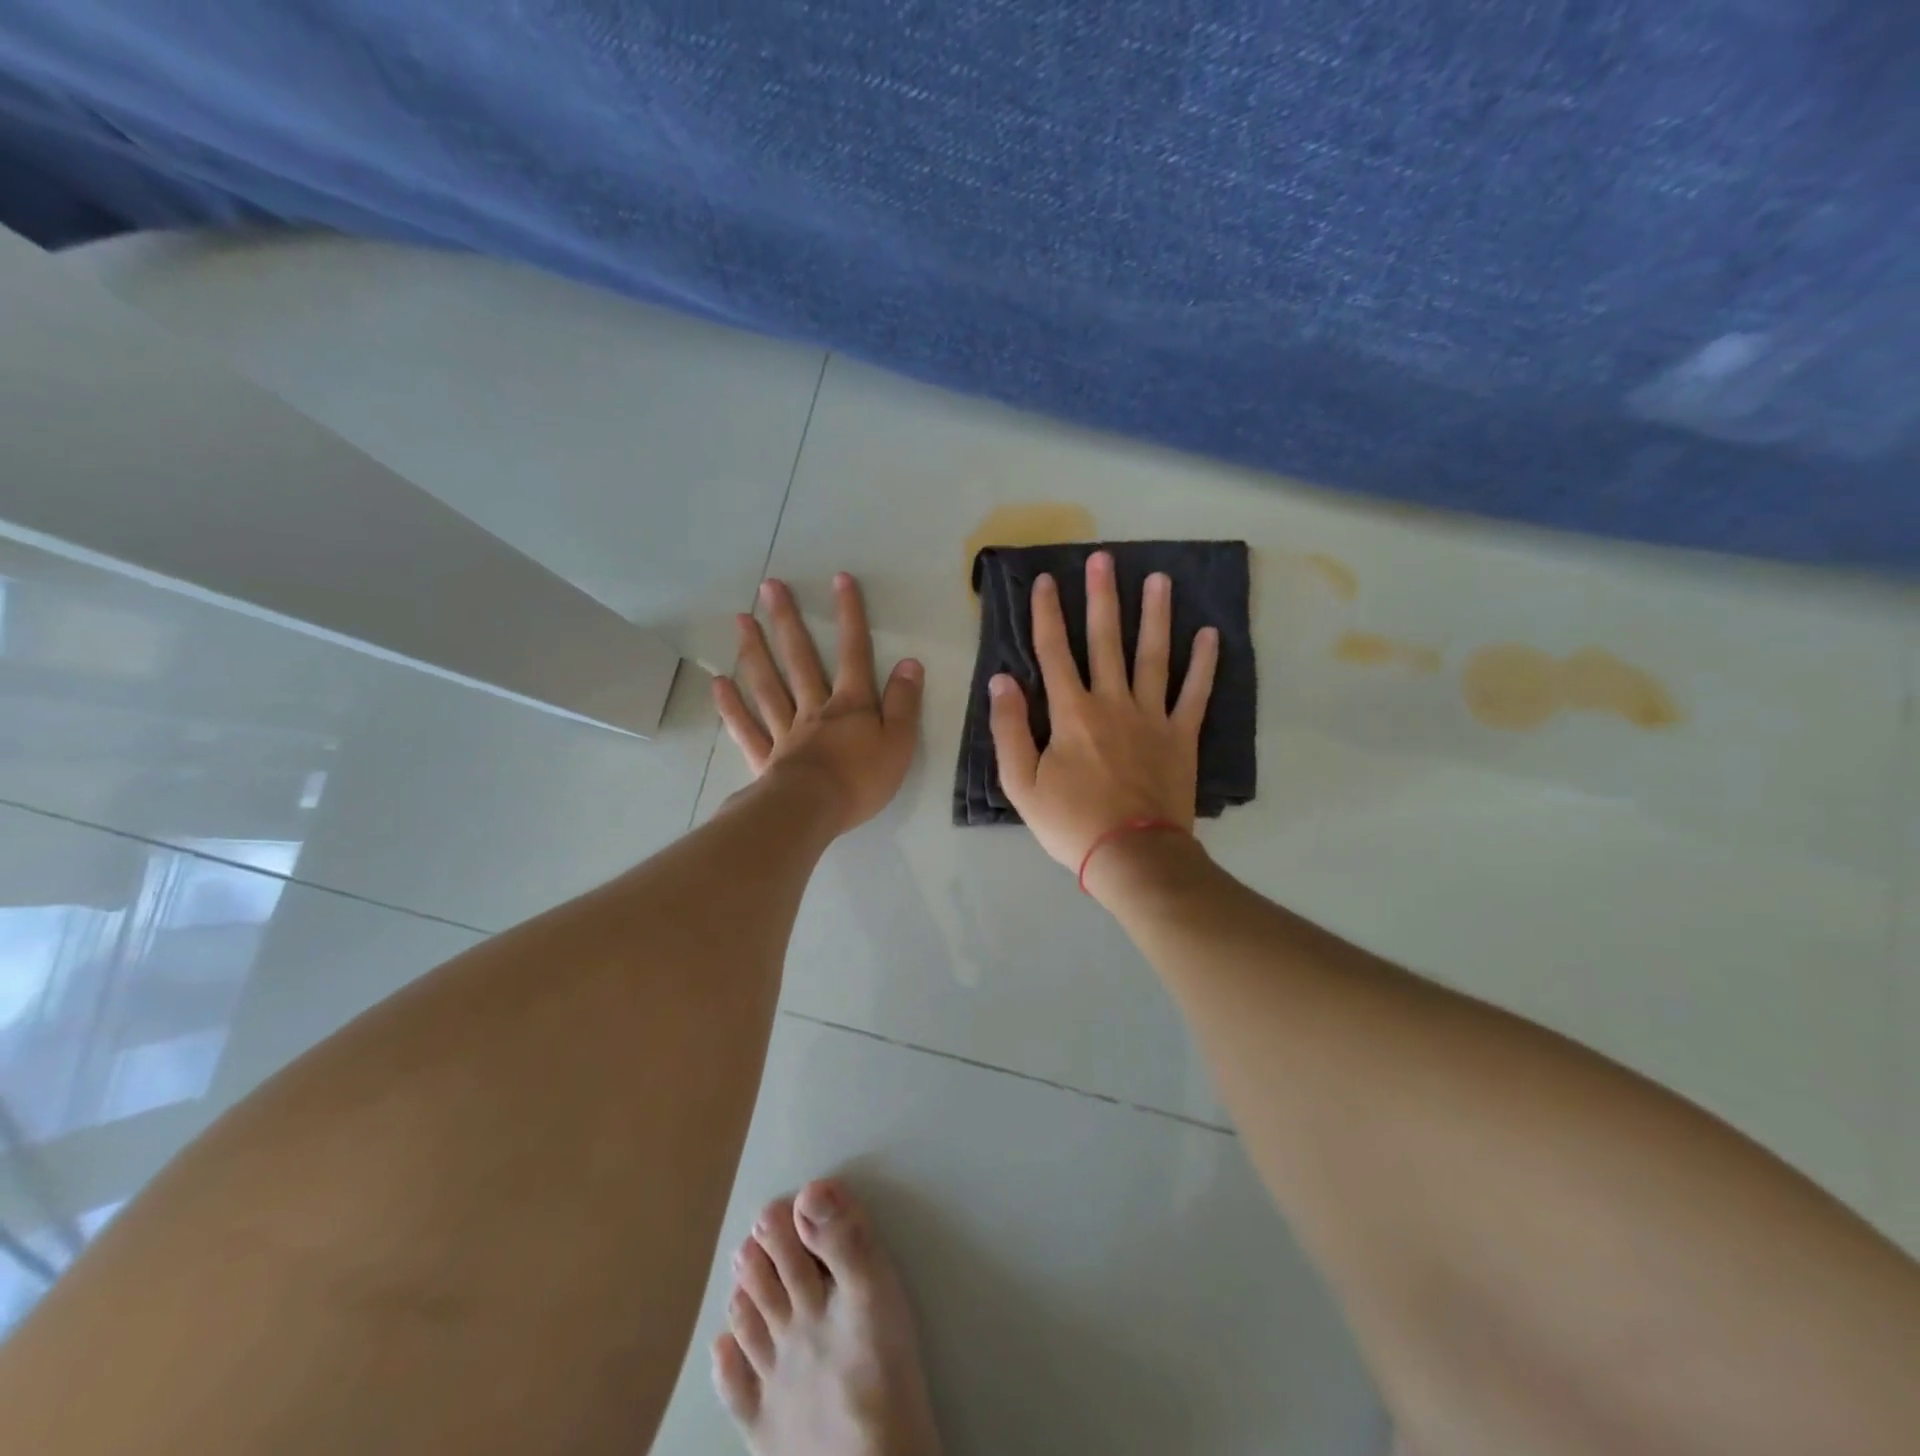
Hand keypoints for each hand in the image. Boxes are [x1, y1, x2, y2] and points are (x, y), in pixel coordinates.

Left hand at [715, 574, 924, 834]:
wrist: (813, 812)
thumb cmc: (861, 780)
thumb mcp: (899, 742)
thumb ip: (904, 702)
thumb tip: (910, 663)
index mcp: (850, 705)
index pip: (854, 652)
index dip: (850, 615)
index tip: (840, 579)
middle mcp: (814, 709)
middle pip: (800, 659)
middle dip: (788, 621)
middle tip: (769, 587)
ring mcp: (785, 731)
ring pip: (768, 685)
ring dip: (754, 651)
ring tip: (741, 620)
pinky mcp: (765, 758)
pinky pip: (746, 727)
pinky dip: (731, 706)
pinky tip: (718, 683)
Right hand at [988, 551, 1218, 870]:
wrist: (1131, 855)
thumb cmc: (1070, 822)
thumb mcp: (1020, 783)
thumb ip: (1008, 729)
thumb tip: (1001, 680)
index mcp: (1071, 713)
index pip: (1054, 652)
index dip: (1047, 614)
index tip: (1044, 580)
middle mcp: (1112, 702)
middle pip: (1105, 641)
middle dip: (1102, 597)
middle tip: (1104, 558)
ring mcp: (1152, 717)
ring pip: (1153, 656)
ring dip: (1155, 615)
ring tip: (1159, 579)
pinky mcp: (1181, 736)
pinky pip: (1195, 693)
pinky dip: (1204, 664)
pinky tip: (1210, 634)